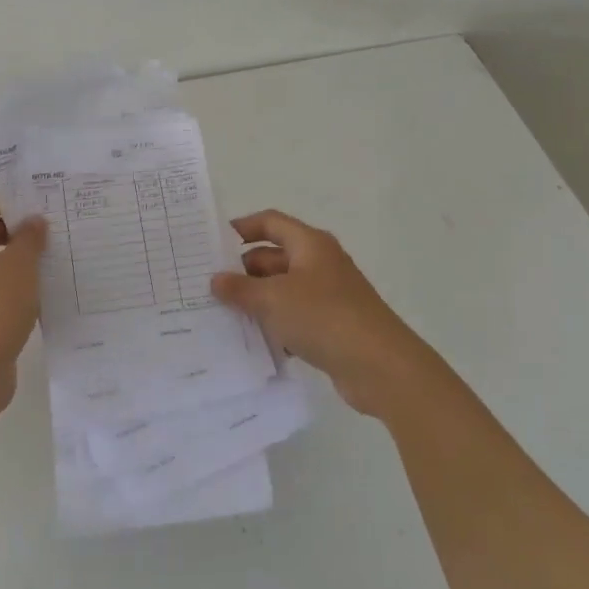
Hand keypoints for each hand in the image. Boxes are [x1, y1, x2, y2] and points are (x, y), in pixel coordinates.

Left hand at [0, 190, 46, 414]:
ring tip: (51, 263)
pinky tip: (39, 295)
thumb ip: (29, 239)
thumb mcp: (20, 268)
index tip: (34, 211)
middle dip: (15, 230)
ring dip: (16, 260)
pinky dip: (11, 286)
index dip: (2, 200)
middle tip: (51, 235)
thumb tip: (33, 222)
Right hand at [211, 209, 432, 416]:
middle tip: (209, 287)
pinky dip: (276, 325)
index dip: (242, 227)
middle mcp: (320, 263)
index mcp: (310, 244)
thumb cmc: (323, 317)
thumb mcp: (273, 300)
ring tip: (222, 315)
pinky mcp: (332, 325)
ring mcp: (329, 295)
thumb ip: (240, 289)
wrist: (379, 365)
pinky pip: (295, 317)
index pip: (270, 222)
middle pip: (274, 257)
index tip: (212, 243)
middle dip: (244, 270)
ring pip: (283, 290)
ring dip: (257, 300)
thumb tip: (216, 279)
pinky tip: (254, 342)